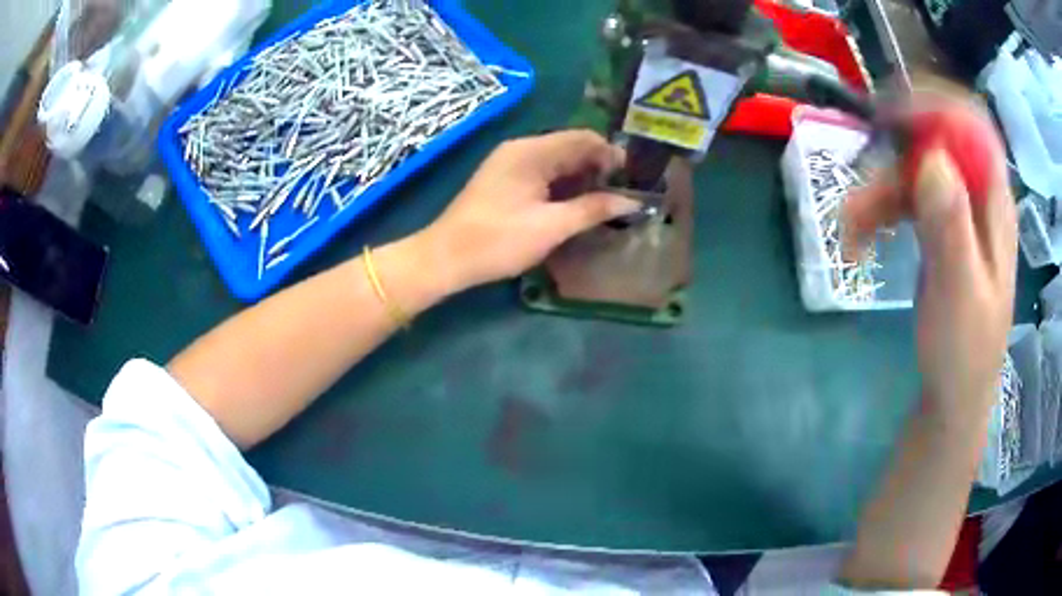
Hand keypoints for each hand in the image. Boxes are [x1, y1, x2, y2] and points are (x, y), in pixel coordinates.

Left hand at [418, 130, 639, 291]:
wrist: (446, 257)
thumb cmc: (499, 239)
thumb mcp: (552, 226)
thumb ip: (593, 209)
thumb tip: (632, 202)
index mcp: (532, 151)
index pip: (582, 138)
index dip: (610, 154)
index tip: (632, 178)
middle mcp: (520, 149)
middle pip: (570, 147)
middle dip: (598, 166)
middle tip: (622, 193)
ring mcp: (509, 164)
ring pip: (556, 161)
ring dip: (581, 177)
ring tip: (605, 201)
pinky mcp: (503, 180)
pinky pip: (542, 173)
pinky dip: (562, 185)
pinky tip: (576, 204)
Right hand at [845, 97, 1016, 423]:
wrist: (953, 396)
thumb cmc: (963, 353)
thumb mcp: (960, 293)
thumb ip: (951, 226)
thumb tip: (932, 158)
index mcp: (996, 205)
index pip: (972, 125)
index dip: (935, 107)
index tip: (893, 117)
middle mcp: (979, 197)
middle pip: (937, 142)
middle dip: (896, 154)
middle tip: (862, 176)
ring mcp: (959, 212)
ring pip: (915, 170)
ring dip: (880, 189)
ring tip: (851, 228)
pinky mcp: (940, 229)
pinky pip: (908, 199)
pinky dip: (881, 210)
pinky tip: (862, 237)